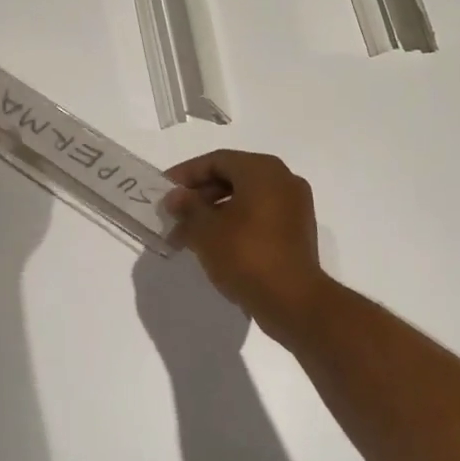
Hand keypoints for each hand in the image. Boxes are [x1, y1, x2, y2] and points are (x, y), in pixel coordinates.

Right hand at [163, 150, 333, 342]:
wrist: (293, 300)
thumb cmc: (246, 255)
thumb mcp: (206, 230)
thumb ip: (187, 207)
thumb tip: (176, 197)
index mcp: (263, 171)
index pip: (217, 160)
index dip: (186, 174)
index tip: (163, 191)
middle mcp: (283, 180)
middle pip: (232, 178)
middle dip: (199, 197)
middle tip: (174, 216)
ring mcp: (294, 207)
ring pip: (245, 200)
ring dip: (214, 214)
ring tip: (187, 236)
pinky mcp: (296, 231)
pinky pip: (259, 217)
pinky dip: (234, 225)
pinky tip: (213, 246)